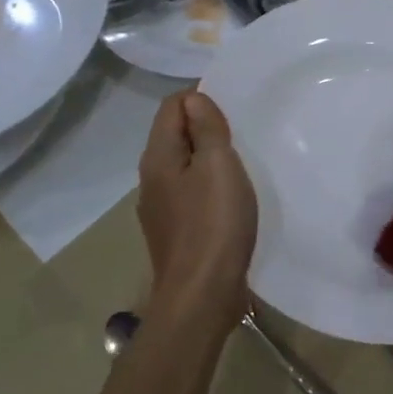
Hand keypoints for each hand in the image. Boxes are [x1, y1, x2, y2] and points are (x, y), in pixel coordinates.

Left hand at [137, 91, 257, 329]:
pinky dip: (208, 186)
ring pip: (183, 167)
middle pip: (174, 136)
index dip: (200, 99)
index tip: (232, 113)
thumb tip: (193, 99)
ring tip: (240, 166)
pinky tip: (230, 201)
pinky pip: (190, 194)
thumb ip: (206, 129)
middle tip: (241, 136)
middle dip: (204, 128)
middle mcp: (151, 179)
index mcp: (158, 157)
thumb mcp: (218, 166)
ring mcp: (160, 208)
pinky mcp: (175, 232)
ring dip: (208, 160)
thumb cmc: (214, 224)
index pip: (171, 107)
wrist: (202, 294)